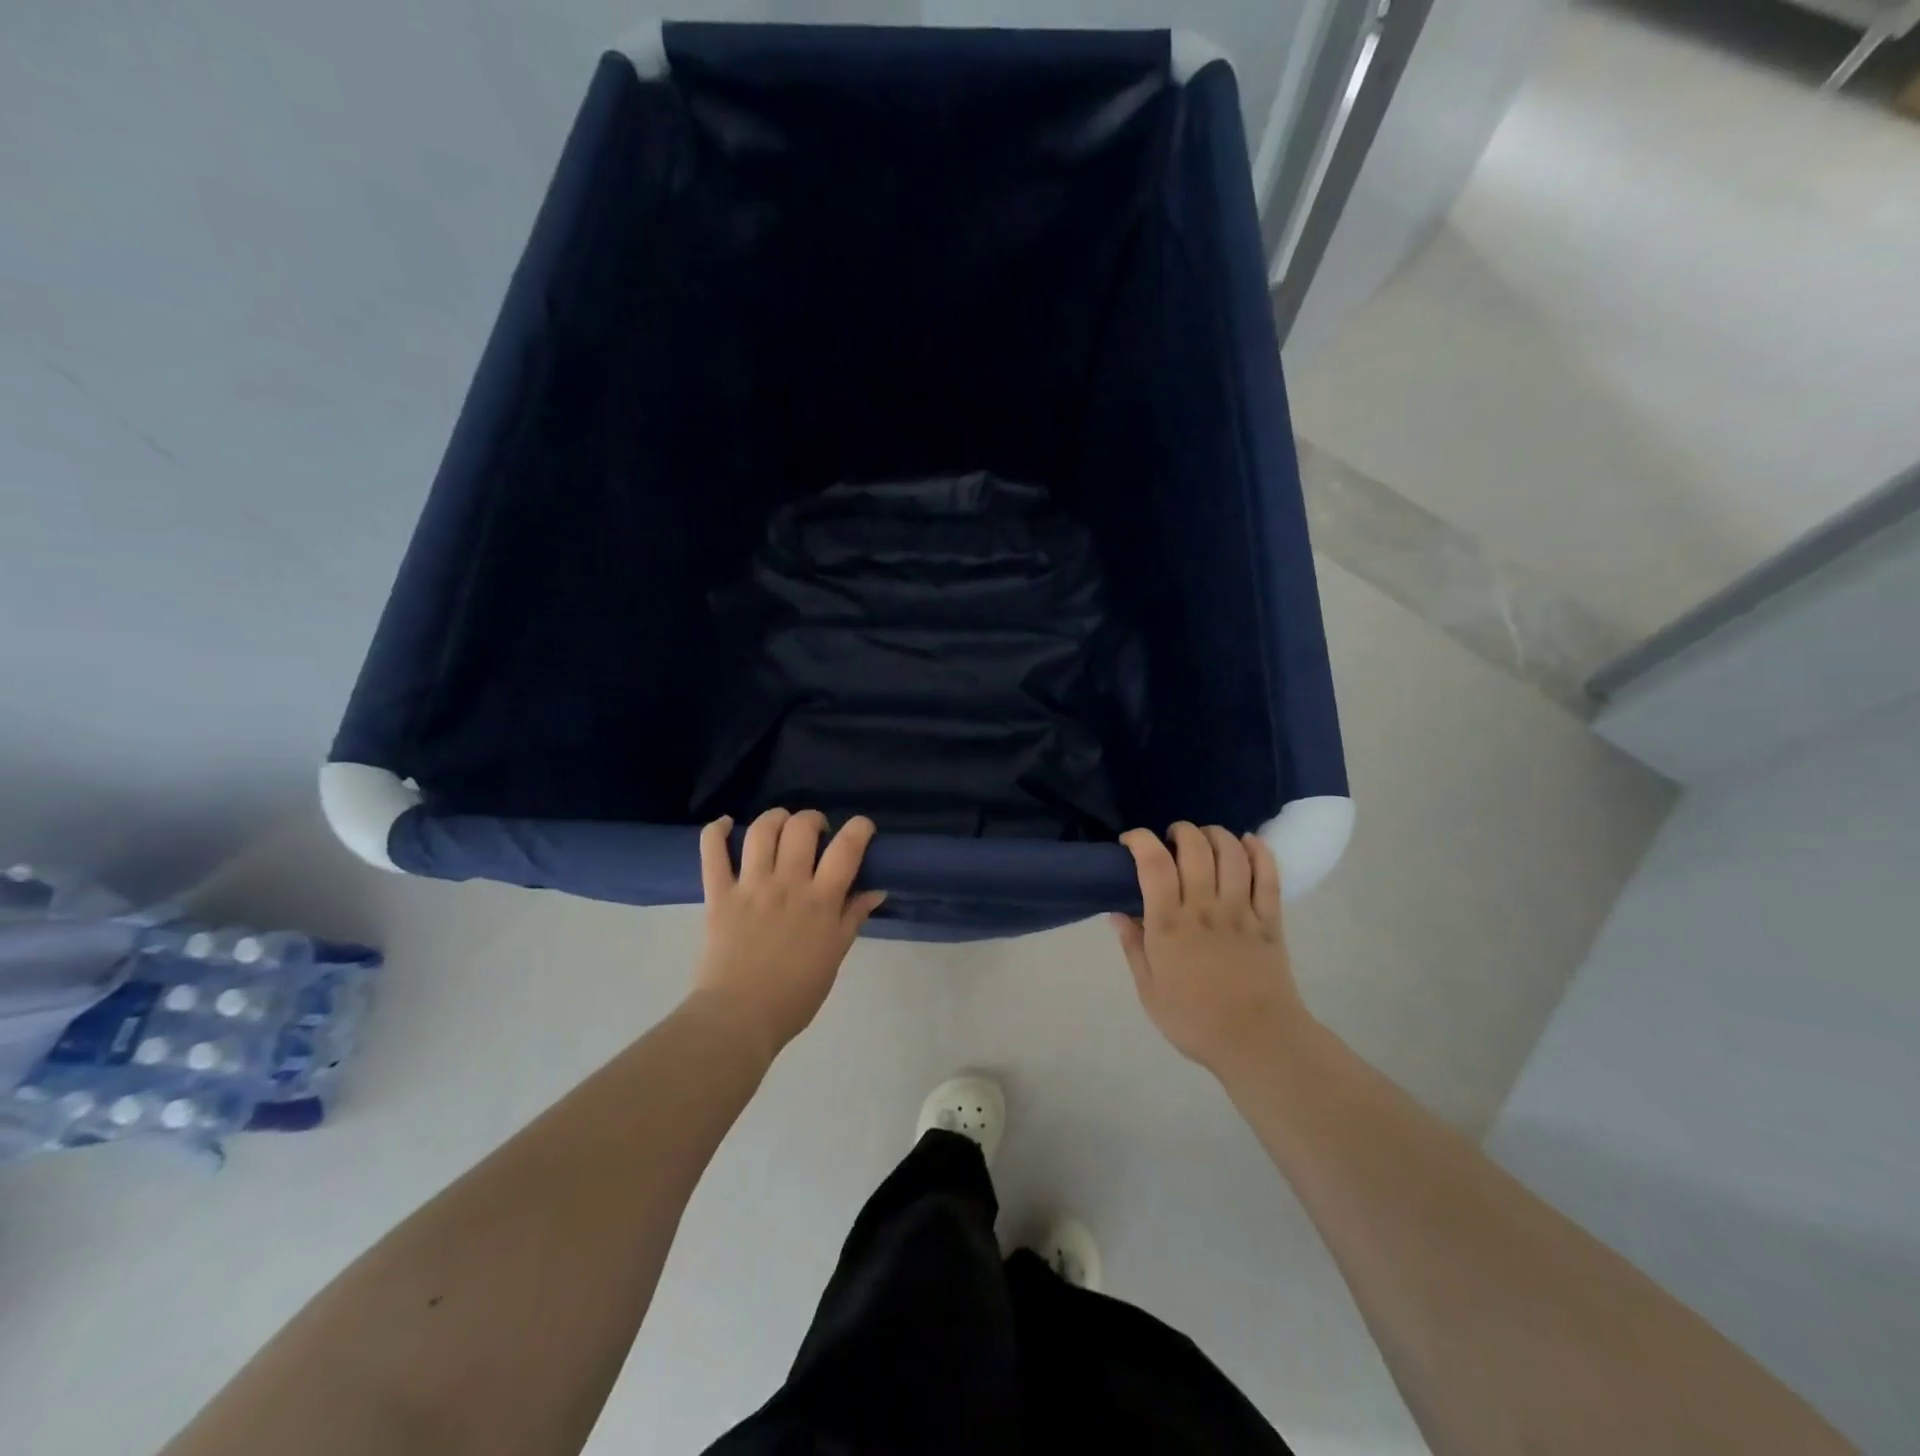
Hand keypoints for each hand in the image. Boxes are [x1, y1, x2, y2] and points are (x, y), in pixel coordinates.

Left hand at [691, 809, 885, 1060]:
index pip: (847, 848)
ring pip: (762, 830)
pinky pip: (712, 851)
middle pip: (802, 828)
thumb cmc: (795, 994)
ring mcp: (750, 886)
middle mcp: (787, 883)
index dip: (859, 828)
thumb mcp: (834, 956)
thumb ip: (853, 918)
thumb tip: (875, 890)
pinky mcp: (718, 894)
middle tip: (816, 833)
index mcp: (821, 900)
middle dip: (814, 819)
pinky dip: (717, 830)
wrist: (739, 1018)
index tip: (861, 829)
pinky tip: (727, 824)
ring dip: (775, 818)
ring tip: (781, 826)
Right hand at [1113, 823, 1310, 1078]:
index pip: (1154, 864)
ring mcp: (1241, 911)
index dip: (1141, 840)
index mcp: (1169, 925)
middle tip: (1171, 841)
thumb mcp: (1149, 990)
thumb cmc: (1194, 1020)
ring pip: (1231, 853)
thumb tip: (1117, 912)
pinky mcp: (1271, 920)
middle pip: (1195, 848)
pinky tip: (1247, 842)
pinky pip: (1268, 875)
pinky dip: (1259, 851)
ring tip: (1204, 840)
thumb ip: (1133, 946)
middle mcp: (1204, 908)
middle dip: (1180, 831)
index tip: (1131, 841)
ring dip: (1215, 835)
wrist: (1258, 1043)